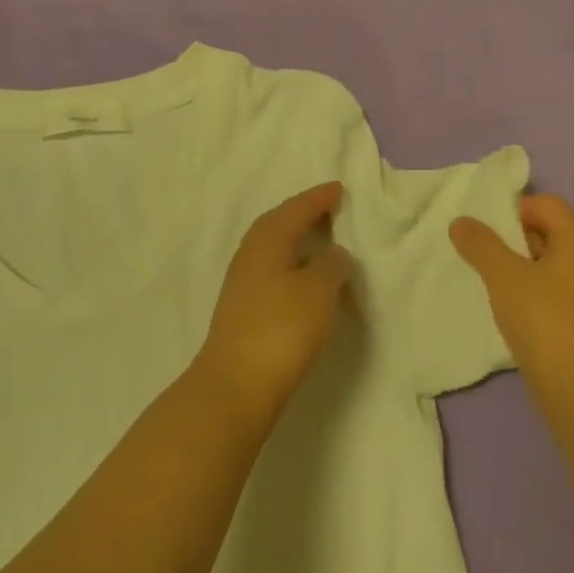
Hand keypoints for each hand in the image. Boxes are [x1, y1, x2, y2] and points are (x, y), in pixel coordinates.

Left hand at [193, 182, 354, 419]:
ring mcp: (242, 282)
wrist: (235, 384)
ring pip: (272, 247)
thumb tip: (333, 253)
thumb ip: (332, 265)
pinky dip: (290, 264)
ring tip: (319, 240)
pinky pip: (270, 269)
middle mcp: (249, 254)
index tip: (337, 188)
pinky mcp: (242, 308)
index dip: (318, 198)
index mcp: (267, 241)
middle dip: (302, 213)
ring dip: (295, 239)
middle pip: (277, 223)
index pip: (295, 209)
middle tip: (328, 208)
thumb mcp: (318, 291)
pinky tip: (301, 278)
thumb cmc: (281, 329)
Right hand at [449, 194, 573, 426]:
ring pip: (549, 266)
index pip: (545, 204)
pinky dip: (531, 296)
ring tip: (489, 288)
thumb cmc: (546, 324)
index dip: (511, 210)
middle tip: (478, 259)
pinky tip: (510, 316)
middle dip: (510, 241)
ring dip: (518, 271)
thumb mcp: (504, 278)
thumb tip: (462, 221)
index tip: (482, 234)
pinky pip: (555, 294)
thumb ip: (481, 245)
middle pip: (548, 232)